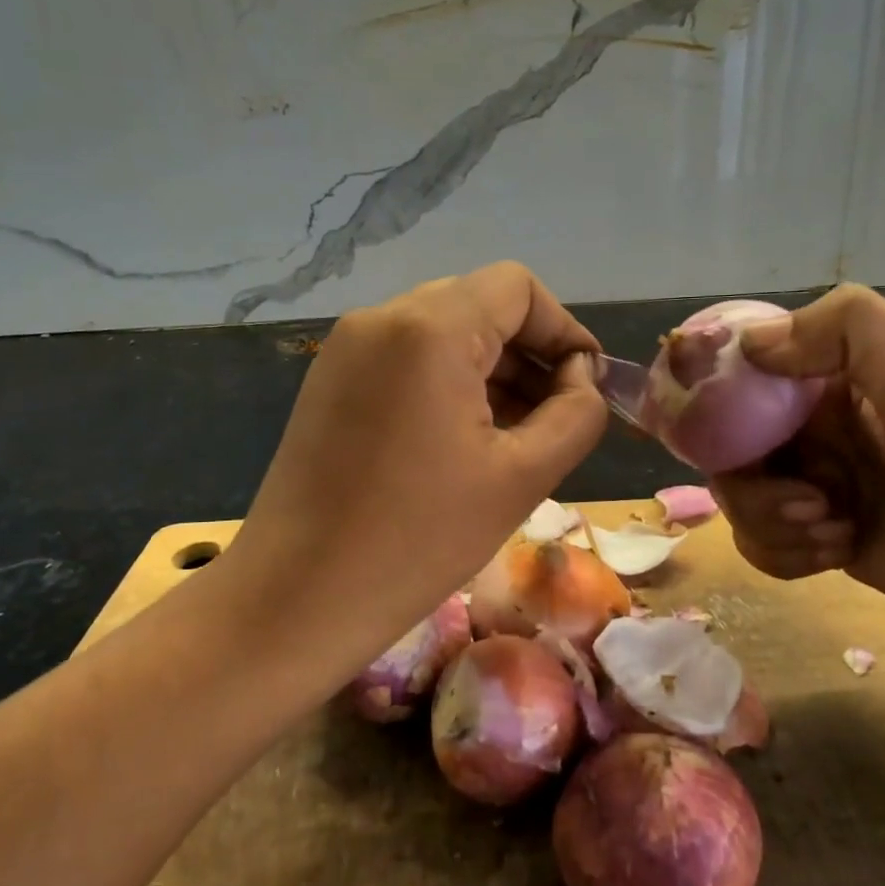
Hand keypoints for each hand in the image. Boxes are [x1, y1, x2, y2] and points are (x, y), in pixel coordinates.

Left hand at [221, 263, 606, 672]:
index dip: (564, 330)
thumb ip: (576, 413)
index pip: (517, 288)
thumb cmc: (419, 539)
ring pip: (443, 335)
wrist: (298, 597)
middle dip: (529, 355)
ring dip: (492, 373)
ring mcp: (347, 349)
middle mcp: (381, 319)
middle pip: (479, 306)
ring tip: (517, 438)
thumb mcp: (522, 477)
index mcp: (429, 328)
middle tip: (555, 419)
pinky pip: (407, 360)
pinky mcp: (329, 382)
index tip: (586, 386)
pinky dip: (449, 385)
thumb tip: (580, 375)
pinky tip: (464, 442)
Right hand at [710, 286, 884, 661]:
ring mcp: (812, 479)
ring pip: (737, 494)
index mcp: (836, 375)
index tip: (721, 437)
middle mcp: (814, 423)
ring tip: (835, 534)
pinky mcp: (812, 531)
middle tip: (809, 505)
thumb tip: (749, 344)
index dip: (714, 395)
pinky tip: (832, 557)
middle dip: (753, 484)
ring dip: (771, 523)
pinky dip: (781, 553)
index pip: (743, 366)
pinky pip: (756, 537)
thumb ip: (854, 334)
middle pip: (726, 441)